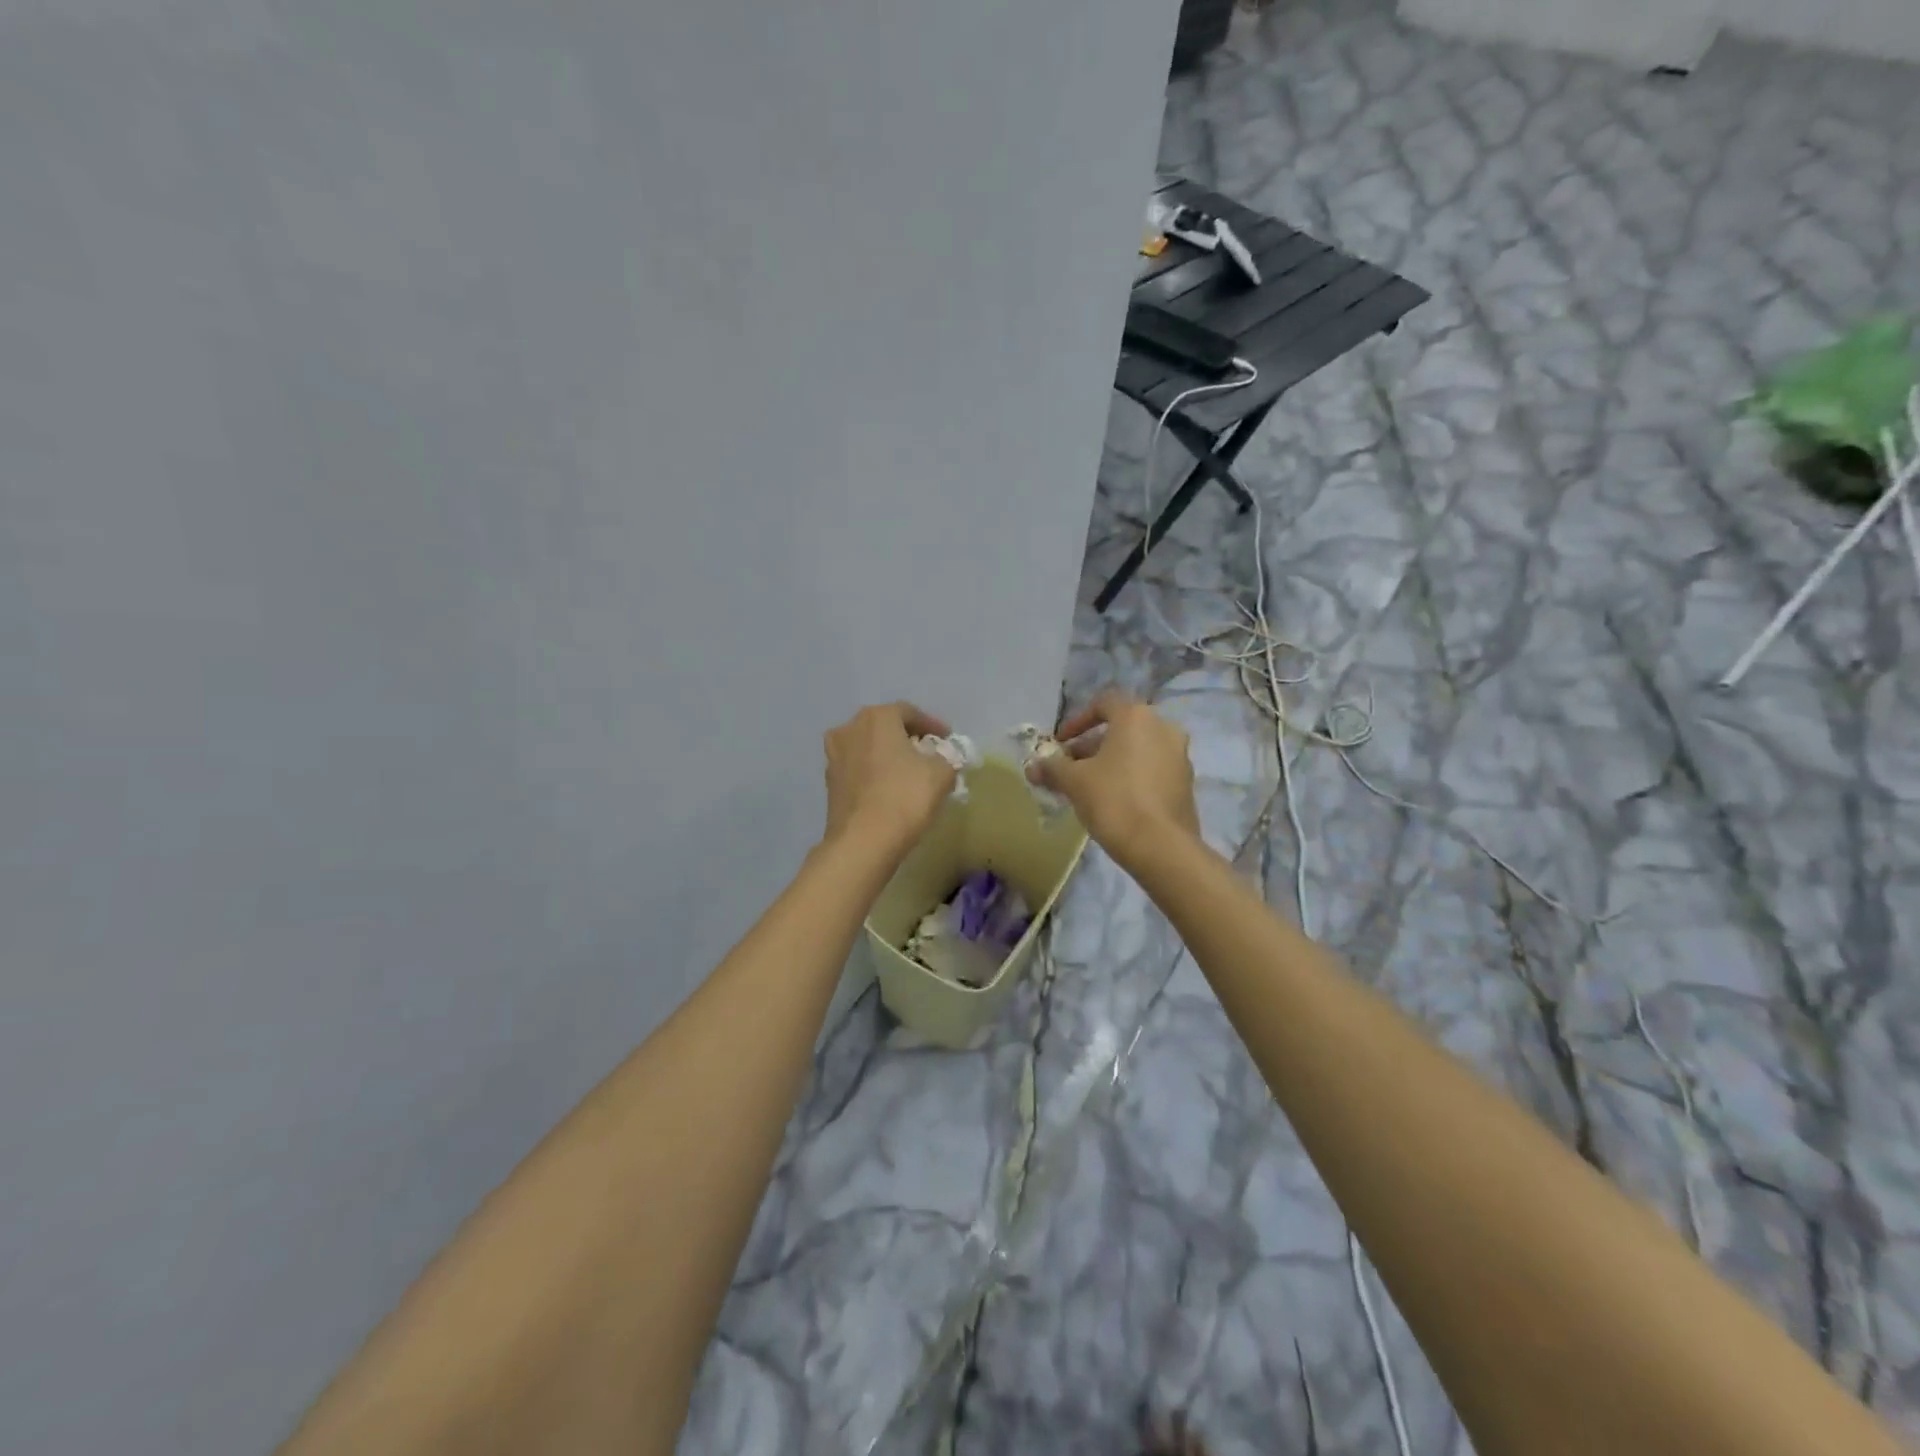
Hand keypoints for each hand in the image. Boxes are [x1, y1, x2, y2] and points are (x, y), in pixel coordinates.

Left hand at [821, 702, 956, 853]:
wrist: (862, 842)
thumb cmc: (904, 797)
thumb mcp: (941, 774)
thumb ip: (947, 758)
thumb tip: (943, 759)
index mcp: (877, 717)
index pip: (910, 712)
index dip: (932, 725)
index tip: (948, 739)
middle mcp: (849, 729)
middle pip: (885, 727)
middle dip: (907, 738)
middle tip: (929, 753)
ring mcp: (834, 756)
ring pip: (868, 748)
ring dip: (888, 755)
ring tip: (908, 772)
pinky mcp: (829, 782)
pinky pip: (858, 769)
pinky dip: (874, 773)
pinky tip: (889, 789)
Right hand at [1028, 690, 1198, 862]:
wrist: (1161, 847)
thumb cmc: (1114, 800)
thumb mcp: (1073, 782)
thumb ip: (1051, 768)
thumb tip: (1032, 766)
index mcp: (1137, 717)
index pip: (1103, 704)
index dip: (1076, 722)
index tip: (1060, 744)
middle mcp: (1164, 728)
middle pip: (1120, 729)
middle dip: (1090, 746)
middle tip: (1069, 768)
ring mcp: (1179, 756)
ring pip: (1137, 750)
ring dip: (1110, 762)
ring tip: (1087, 787)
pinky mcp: (1186, 783)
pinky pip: (1151, 769)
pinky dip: (1131, 776)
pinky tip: (1113, 801)